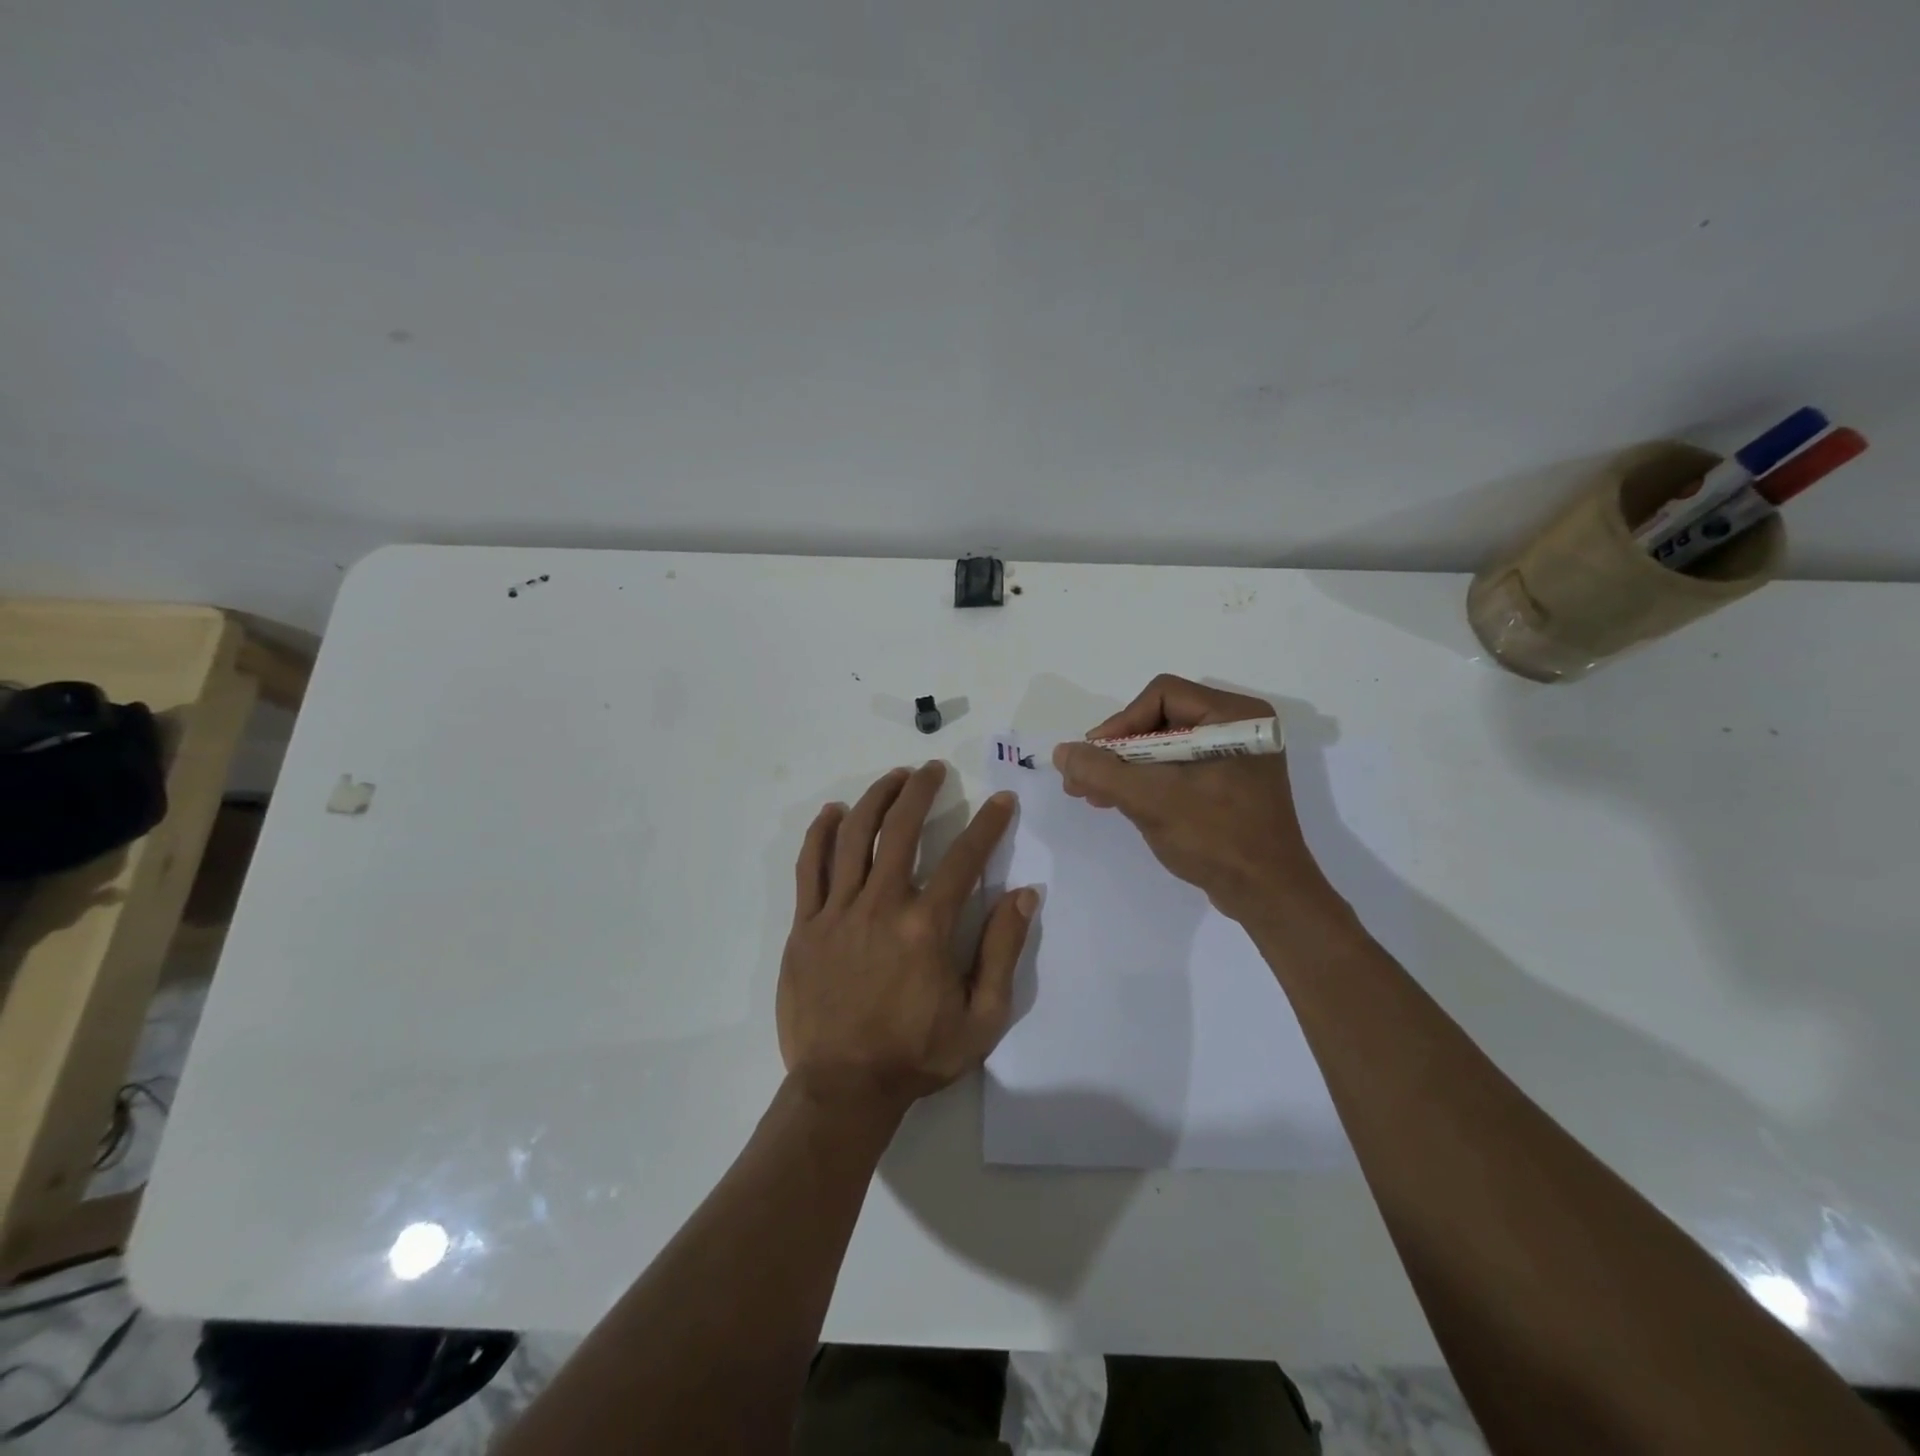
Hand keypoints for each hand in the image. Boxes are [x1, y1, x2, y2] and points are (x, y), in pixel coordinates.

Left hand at [779, 761, 1037, 1117]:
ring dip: (876, 799)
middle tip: (933, 770)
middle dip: (921, 791)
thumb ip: (1002, 951)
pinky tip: (833, 812)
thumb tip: (1024, 894)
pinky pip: (810, 867)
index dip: (988, 824)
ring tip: (893, 777)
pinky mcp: (805, 925)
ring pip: (854, 837)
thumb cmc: (916, 1055)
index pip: (965, 858)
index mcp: (926, 926)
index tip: (1002, 800)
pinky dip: (821, 834)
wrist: (842, 1089)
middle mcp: (881, 905)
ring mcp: (837, 912)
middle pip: (901, 829)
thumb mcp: (981, 1017)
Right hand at [1051, 674, 1340, 923]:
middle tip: (1084, 778)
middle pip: (1161, 720)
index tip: (1095, 757)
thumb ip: (1102, 771)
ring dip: (1127, 769)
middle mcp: (1239, 727)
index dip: (1121, 723)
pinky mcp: (1228, 784)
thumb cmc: (1216, 837)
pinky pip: (1178, 768)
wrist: (1267, 896)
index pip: (1162, 696)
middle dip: (1118, 750)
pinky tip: (1119, 801)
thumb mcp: (1152, 800)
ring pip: (1165, 746)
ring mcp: (1236, 757)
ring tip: (1092, 793)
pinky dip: (1148, 782)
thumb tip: (1062, 752)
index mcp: (1235, 716)